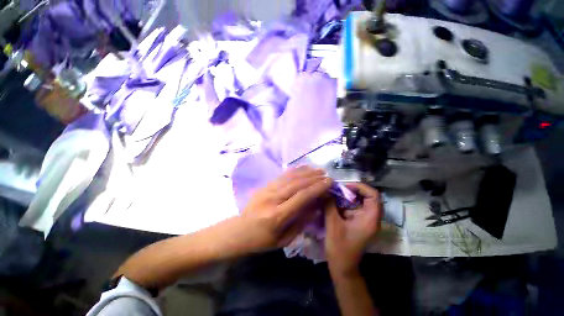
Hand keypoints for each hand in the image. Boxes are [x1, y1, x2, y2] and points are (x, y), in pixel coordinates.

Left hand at [240, 166, 332, 251]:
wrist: (238, 231)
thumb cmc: (262, 240)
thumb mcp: (284, 239)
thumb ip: (301, 222)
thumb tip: (316, 207)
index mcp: (278, 216)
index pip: (301, 197)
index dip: (317, 188)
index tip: (329, 182)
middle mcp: (273, 199)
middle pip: (297, 184)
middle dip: (314, 178)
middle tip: (326, 175)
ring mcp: (267, 190)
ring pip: (290, 177)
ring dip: (305, 172)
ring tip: (318, 170)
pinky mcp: (264, 186)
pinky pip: (282, 176)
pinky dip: (294, 171)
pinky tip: (303, 168)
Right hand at [325, 183, 382, 275]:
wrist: (343, 267)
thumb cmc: (339, 247)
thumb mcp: (332, 223)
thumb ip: (329, 204)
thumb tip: (326, 190)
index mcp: (370, 219)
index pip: (374, 196)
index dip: (361, 187)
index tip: (345, 186)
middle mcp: (371, 218)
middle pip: (368, 197)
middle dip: (353, 190)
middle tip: (339, 189)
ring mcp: (365, 221)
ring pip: (360, 202)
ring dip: (348, 196)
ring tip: (334, 194)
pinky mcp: (359, 223)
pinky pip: (354, 208)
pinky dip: (345, 203)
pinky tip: (334, 203)